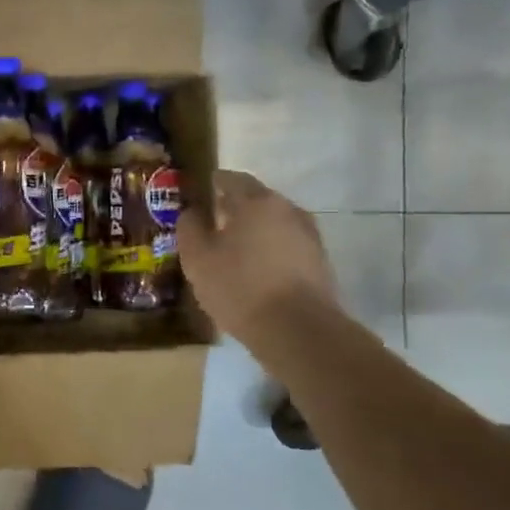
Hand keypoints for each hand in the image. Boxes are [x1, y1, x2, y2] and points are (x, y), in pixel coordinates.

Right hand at [178, 171, 336, 345]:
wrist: (297, 330)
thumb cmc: (239, 286)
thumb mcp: (197, 258)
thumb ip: (190, 228)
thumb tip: (192, 212)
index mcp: (256, 202)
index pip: (233, 179)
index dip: (215, 182)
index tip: (202, 190)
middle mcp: (288, 210)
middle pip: (258, 200)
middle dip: (236, 207)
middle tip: (214, 220)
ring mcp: (309, 236)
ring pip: (275, 223)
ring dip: (255, 230)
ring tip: (234, 248)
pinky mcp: (319, 263)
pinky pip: (287, 246)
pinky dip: (270, 250)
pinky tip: (256, 269)